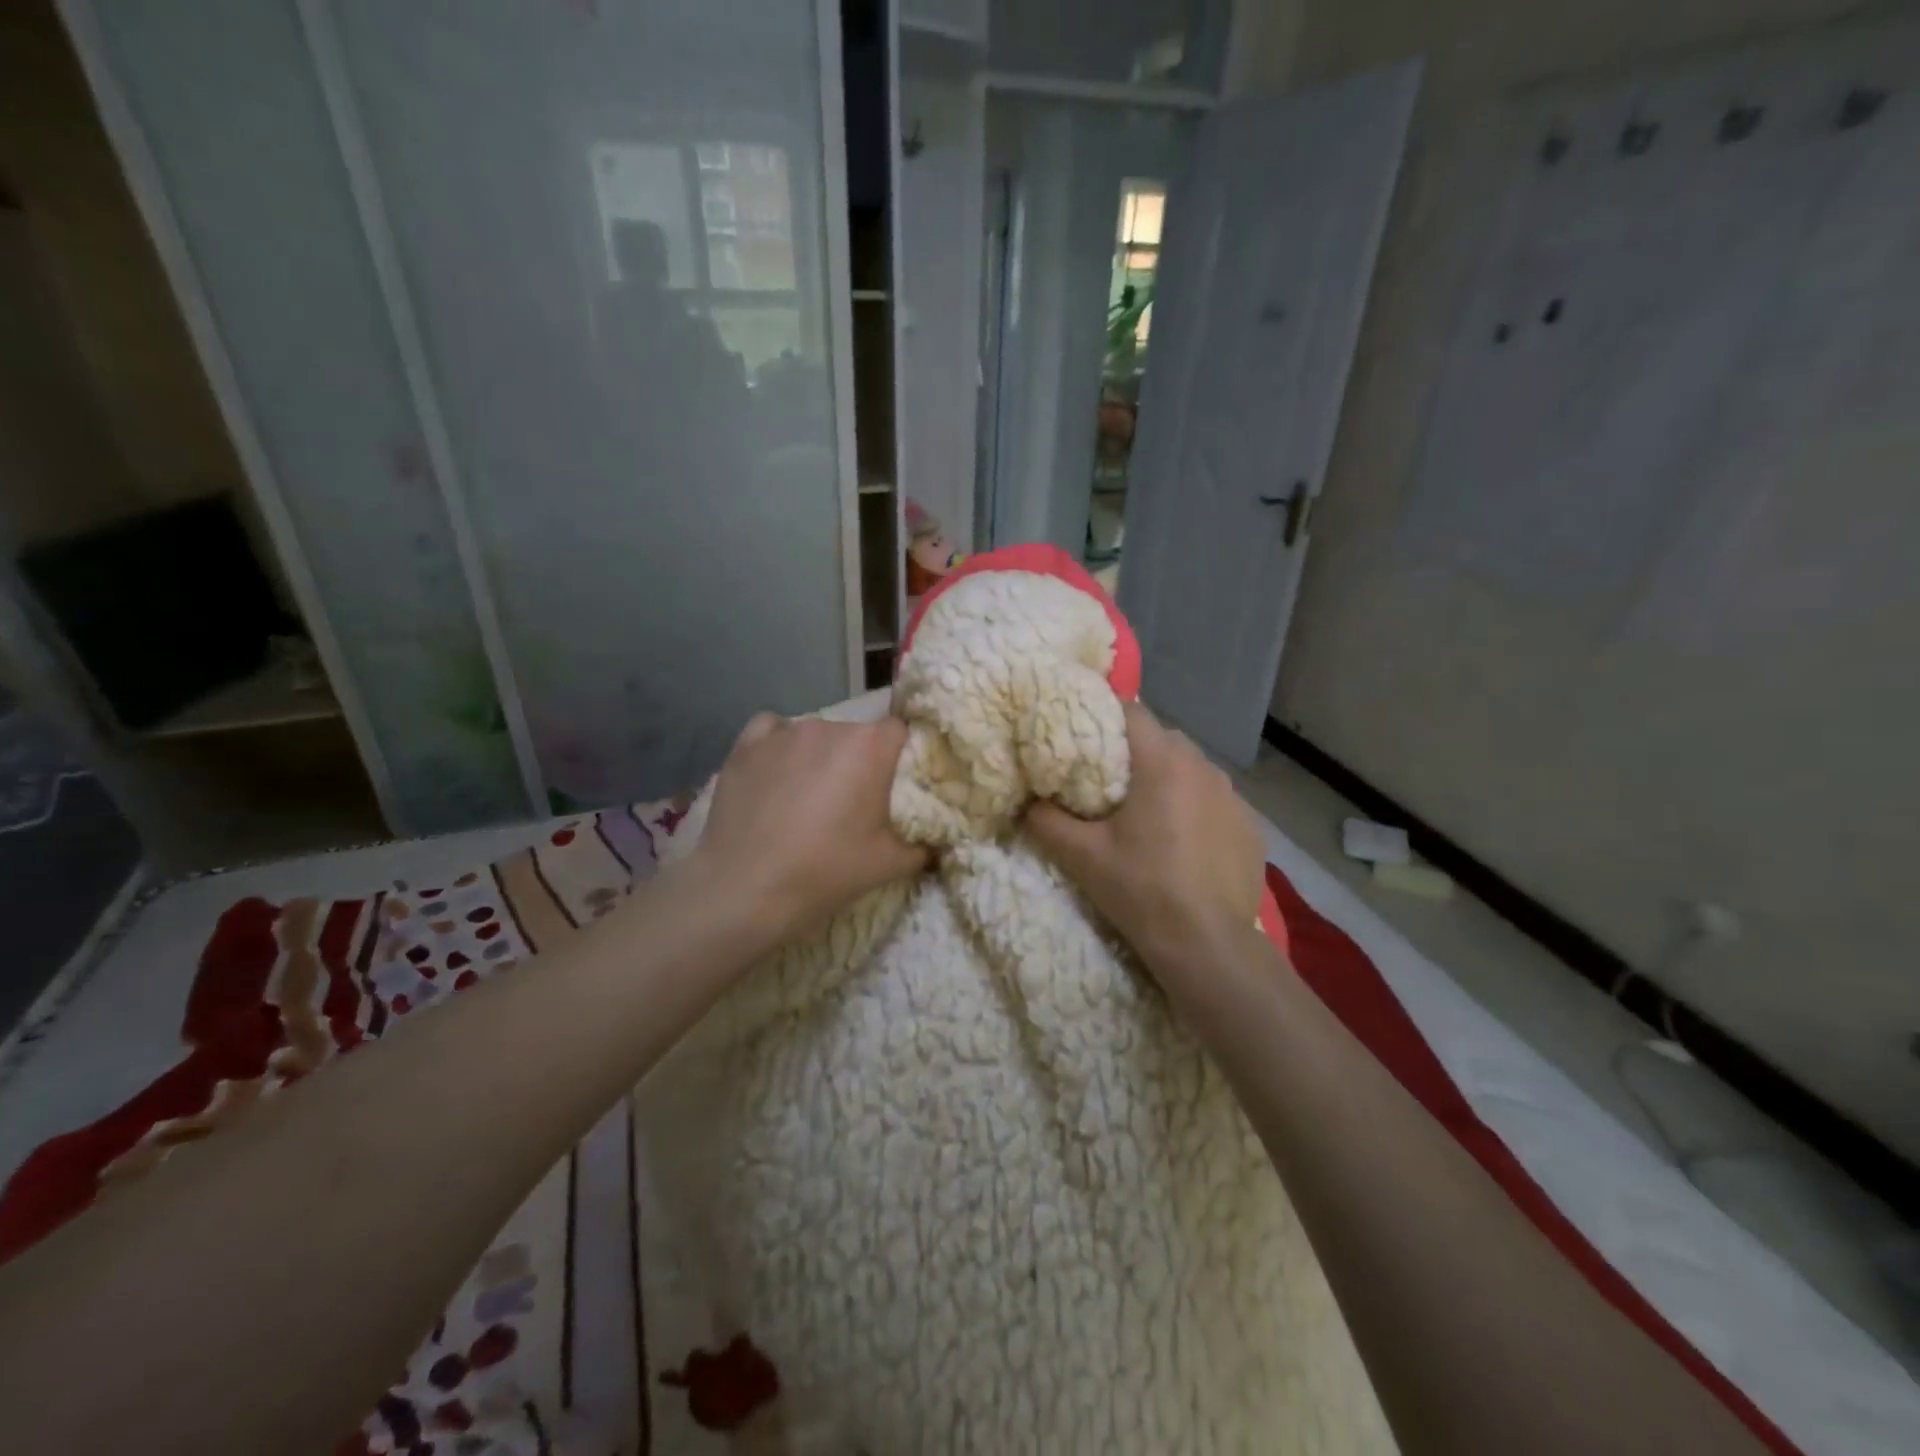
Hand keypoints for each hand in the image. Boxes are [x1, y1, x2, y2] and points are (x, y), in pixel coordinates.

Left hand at [688, 713, 926, 941]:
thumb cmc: (825, 872)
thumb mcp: (889, 865)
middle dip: (859, 761)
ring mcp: (784, 732)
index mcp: (870, 747)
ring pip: (815, 735)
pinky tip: (776, 774)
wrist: (744, 890)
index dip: (901, 756)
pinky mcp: (746, 745)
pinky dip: (779, 747)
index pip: (900, 732)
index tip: (895, 786)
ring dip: (819, 757)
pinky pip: (773, 732)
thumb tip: (938, 843)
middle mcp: (830, 727)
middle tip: (851, 803)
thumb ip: (923, 847)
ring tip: (807, 797)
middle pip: (857, 734)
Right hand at [1026, 701, 1265, 976]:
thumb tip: (1028, 803)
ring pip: (1192, 770)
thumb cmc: (1142, 890)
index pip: (1132, 711)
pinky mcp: (1252, 827)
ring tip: (1150, 816)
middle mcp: (1204, 767)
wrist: (1209, 945)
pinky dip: (1198, 810)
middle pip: (1163, 740)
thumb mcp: (1082, 856)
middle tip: (1110, 784)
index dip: (1105, 717)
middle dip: (1136, 753)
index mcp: (1163, 763)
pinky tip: (1186, 845)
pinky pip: (1216, 802)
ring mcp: (1235, 797)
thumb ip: (1046, 821)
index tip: (1085, 737)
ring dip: (1170, 781)